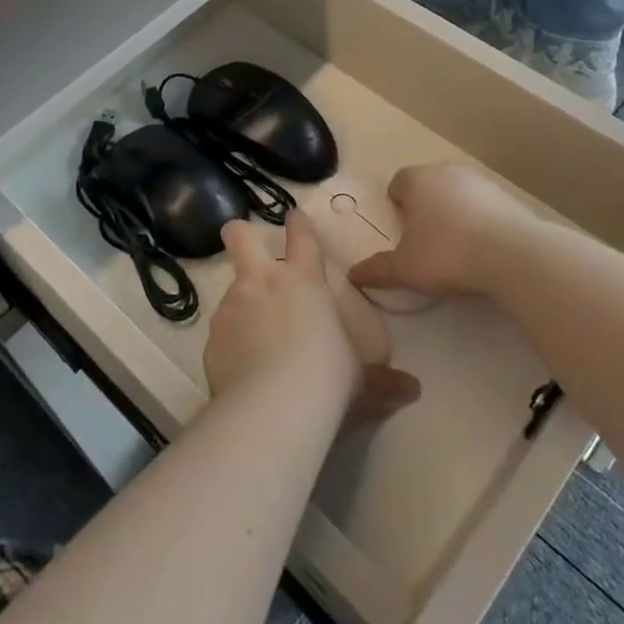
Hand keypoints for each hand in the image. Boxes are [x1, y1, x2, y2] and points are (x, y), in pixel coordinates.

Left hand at [205, 213, 420, 427]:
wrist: (273, 406)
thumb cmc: (327, 379)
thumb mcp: (362, 381)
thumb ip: (383, 381)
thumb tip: (413, 390)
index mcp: (304, 281)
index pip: (301, 236)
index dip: (298, 223)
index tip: (295, 217)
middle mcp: (263, 283)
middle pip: (240, 237)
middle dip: (240, 233)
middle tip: (242, 240)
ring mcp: (232, 307)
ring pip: (230, 290)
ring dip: (241, 306)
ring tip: (254, 340)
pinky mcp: (211, 338)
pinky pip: (221, 334)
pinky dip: (230, 345)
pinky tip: (241, 371)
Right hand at [348, 164, 534, 301]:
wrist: (513, 255)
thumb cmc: (447, 254)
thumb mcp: (405, 269)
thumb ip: (377, 270)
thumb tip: (352, 274)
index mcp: (417, 181)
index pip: (398, 182)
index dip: (397, 203)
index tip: (401, 229)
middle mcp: (447, 172)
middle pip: (429, 185)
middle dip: (425, 207)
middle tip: (425, 240)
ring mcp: (481, 181)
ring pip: (458, 193)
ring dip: (455, 212)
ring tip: (457, 247)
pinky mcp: (509, 197)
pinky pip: (485, 206)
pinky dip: (481, 221)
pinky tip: (484, 248)